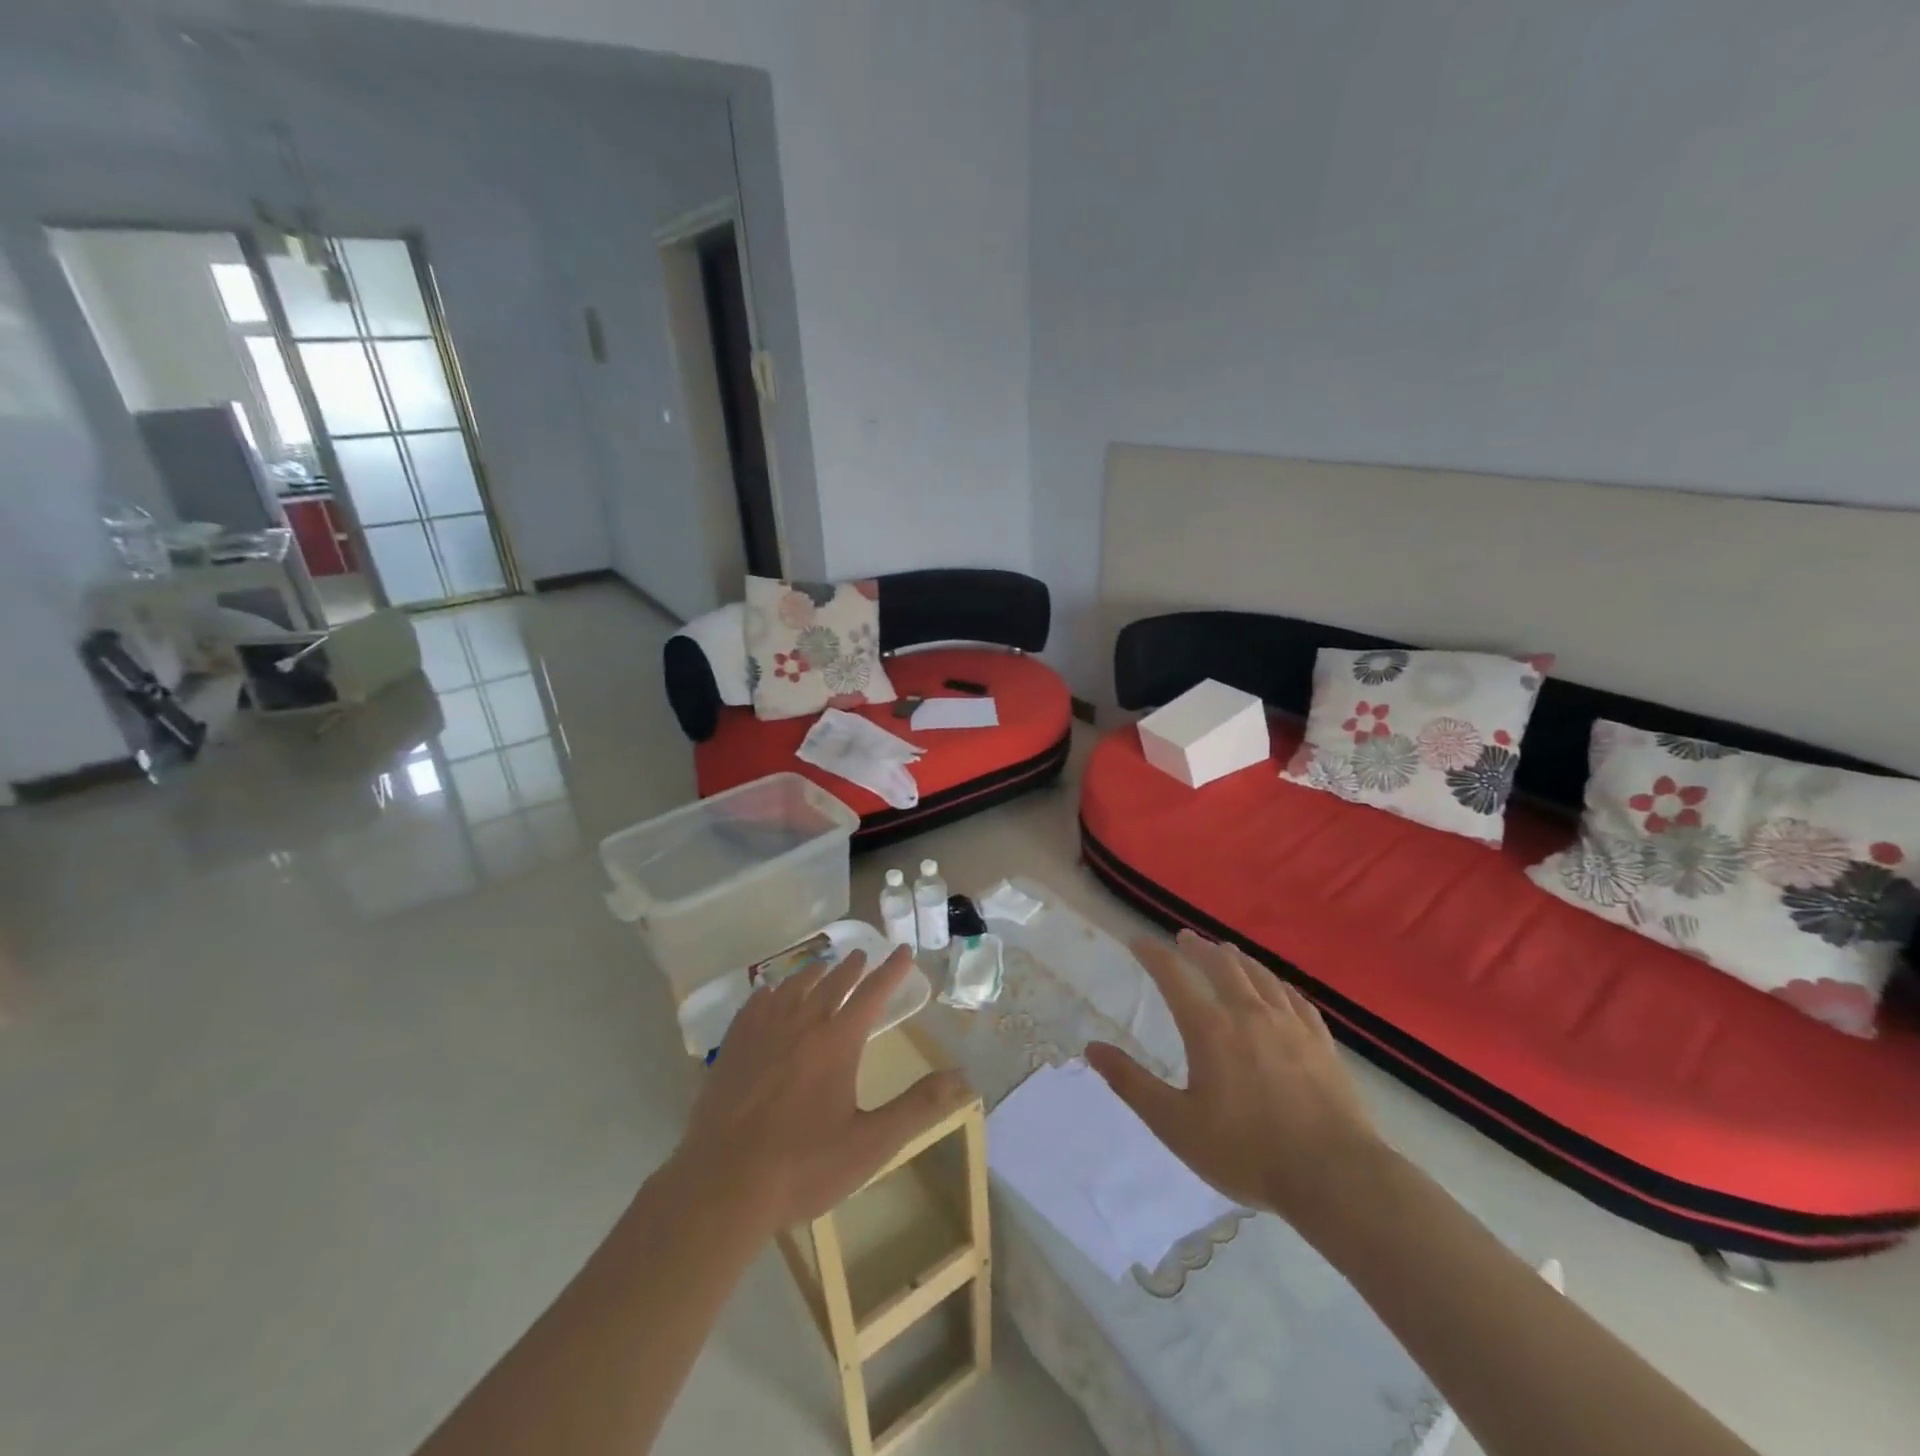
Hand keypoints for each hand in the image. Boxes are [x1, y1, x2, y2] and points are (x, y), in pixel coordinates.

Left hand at [671, 945, 969, 1235]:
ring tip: (822, 966)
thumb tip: (960, 1076)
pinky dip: (769, 991)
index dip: (892, 971)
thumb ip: (917, 1107)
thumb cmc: (803, 1168)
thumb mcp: (870, 1144)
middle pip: (832, 984)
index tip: (904, 951)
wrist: (722, 1187)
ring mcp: (762, 1033)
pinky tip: (769, 992)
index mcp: (838, 1043)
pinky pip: (754, 1005)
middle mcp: (802, 1025)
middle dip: (852, 968)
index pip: (872, 994)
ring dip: (812, 974)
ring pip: (792, 988)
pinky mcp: (733, 1048)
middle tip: (862, 955)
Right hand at [1086, 930, 1385, 1228]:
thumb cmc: (1246, 1152)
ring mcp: (1290, 1025)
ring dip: (1237, 958)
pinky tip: (1277, 988)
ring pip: (1259, 975)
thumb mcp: (1176, 1124)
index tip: (1138, 941)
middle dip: (1198, 948)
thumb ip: (1132, 1083)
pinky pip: (1295, 998)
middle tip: (1185, 938)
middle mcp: (1248, 1013)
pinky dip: (1277, 984)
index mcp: (1210, 1028)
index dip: (1153, 954)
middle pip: (1220, 965)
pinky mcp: (1321, 1042)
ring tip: (1226, 951)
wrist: (1335, 1177)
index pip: (1174, 976)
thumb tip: (1091, 1048)